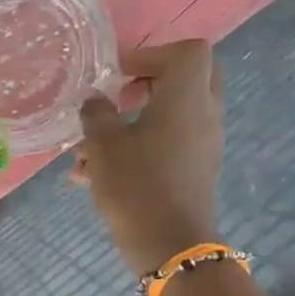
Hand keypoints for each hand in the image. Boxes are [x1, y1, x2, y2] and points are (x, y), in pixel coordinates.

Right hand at [76, 40, 224, 276]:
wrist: (169, 244)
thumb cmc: (135, 185)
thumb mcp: (103, 145)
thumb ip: (96, 113)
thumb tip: (95, 100)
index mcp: (187, 97)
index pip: (187, 51)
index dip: (151, 53)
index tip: (118, 74)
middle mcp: (204, 114)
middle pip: (187, 79)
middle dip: (149, 82)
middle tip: (119, 96)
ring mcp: (203, 144)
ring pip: (172, 115)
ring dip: (135, 120)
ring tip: (90, 147)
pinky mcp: (195, 170)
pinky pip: (169, 143)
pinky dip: (140, 146)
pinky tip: (97, 173)